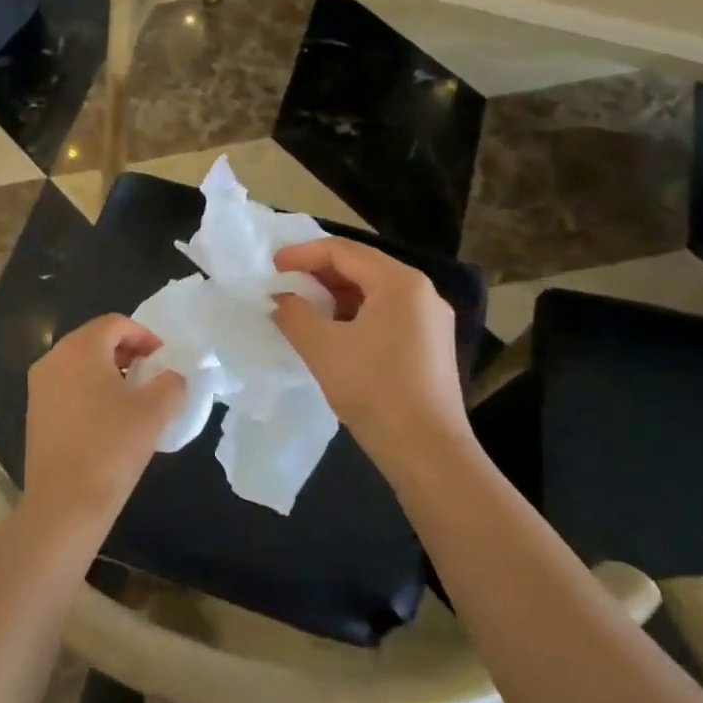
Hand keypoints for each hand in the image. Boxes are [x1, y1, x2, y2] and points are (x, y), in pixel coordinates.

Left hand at [24, 314, 186, 532]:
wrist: (64, 504)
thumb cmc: (112, 448)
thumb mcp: (155, 411)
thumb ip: (171, 383)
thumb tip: (172, 377)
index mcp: (80, 349)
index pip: (115, 323)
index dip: (145, 336)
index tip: (163, 360)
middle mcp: (53, 359)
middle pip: (95, 340)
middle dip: (127, 352)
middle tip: (151, 375)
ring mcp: (39, 386)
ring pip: (80, 363)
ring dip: (109, 371)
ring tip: (133, 398)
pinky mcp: (35, 412)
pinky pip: (68, 386)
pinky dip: (90, 390)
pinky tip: (109, 419)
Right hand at [270, 239, 473, 483]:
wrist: (427, 451)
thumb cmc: (374, 390)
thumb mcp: (323, 348)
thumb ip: (294, 314)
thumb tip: (281, 299)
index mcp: (400, 282)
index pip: (344, 251)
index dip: (303, 254)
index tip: (272, 266)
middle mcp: (421, 292)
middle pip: (362, 267)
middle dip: (319, 273)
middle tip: (284, 285)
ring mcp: (430, 320)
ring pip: (374, 292)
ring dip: (335, 295)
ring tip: (302, 308)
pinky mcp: (430, 345)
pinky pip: (386, 314)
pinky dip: (355, 315)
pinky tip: (332, 333)